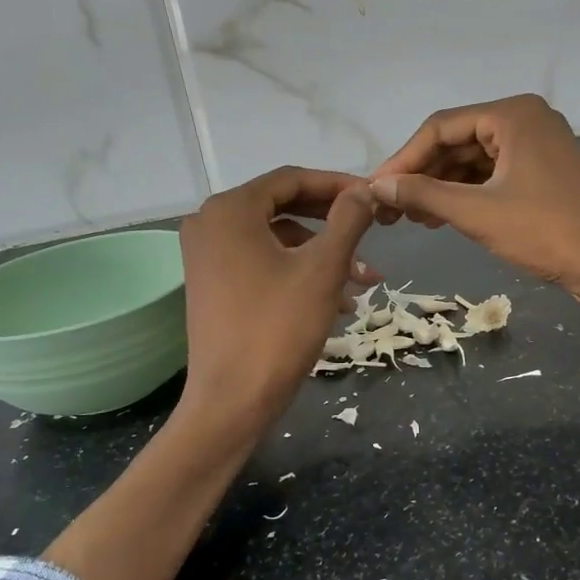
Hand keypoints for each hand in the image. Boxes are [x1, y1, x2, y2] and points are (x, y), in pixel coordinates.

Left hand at [178, 167, 378, 431]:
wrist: (232, 401)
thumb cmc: (278, 328)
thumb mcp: (323, 269)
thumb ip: (347, 220)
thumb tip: (364, 190)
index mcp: (230, 210)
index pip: (291, 179)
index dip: (337, 184)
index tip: (373, 196)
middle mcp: (210, 224)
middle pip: (283, 207)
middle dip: (332, 223)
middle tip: (372, 231)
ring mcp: (207, 256)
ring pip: (277, 240)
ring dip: (322, 254)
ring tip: (364, 280)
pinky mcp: (212, 285)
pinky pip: (263, 263)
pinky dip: (298, 273)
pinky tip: (337, 300)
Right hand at [367, 94, 579, 303]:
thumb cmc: (545, 232)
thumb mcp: (477, 214)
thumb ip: (425, 195)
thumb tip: (377, 187)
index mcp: (513, 114)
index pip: (441, 127)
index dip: (404, 159)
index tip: (376, 189)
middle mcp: (526, 119)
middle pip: (457, 141)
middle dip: (423, 174)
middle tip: (391, 208)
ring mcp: (538, 145)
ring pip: (474, 160)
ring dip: (442, 187)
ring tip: (412, 218)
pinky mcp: (543, 171)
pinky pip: (493, 174)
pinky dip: (467, 194)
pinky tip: (442, 217)